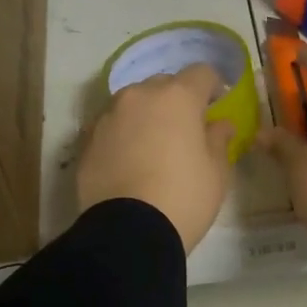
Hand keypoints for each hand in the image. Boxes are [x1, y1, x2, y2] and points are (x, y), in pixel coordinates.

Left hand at [78, 63, 234, 253]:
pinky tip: (130, 162)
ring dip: (146, 117)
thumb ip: (219, 141)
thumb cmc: (184, 198)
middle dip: (176, 100)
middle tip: (185, 130)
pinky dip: (123, 136)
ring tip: (153, 146)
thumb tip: (220, 125)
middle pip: (163, 85)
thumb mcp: (216, 173)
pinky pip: (112, 128)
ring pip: (132, 104)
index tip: (216, 105)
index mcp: (177, 98)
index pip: (201, 73)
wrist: (129, 233)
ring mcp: (108, 117)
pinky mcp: (87, 141)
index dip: (212, 87)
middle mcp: (138, 96)